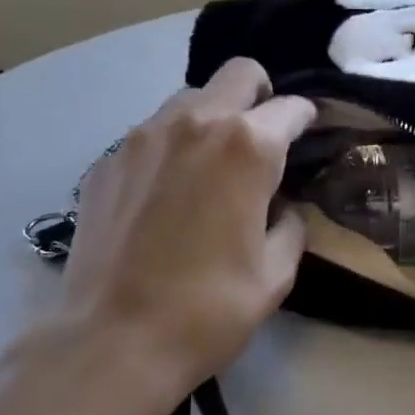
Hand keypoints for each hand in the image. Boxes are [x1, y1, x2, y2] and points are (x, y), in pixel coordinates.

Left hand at [11, 59, 314, 414]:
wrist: (114, 341)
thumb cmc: (209, 310)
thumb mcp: (276, 274)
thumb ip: (290, 225)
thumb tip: (281, 207)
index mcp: (248, 148)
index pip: (291, 107)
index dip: (307, 120)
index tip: (308, 139)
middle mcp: (195, 124)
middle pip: (239, 73)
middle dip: (261, 95)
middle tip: (263, 138)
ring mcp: (142, 137)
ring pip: (189, 98)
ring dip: (212, 118)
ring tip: (212, 166)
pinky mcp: (105, 161)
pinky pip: (150, 134)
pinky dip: (170, 148)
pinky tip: (167, 194)